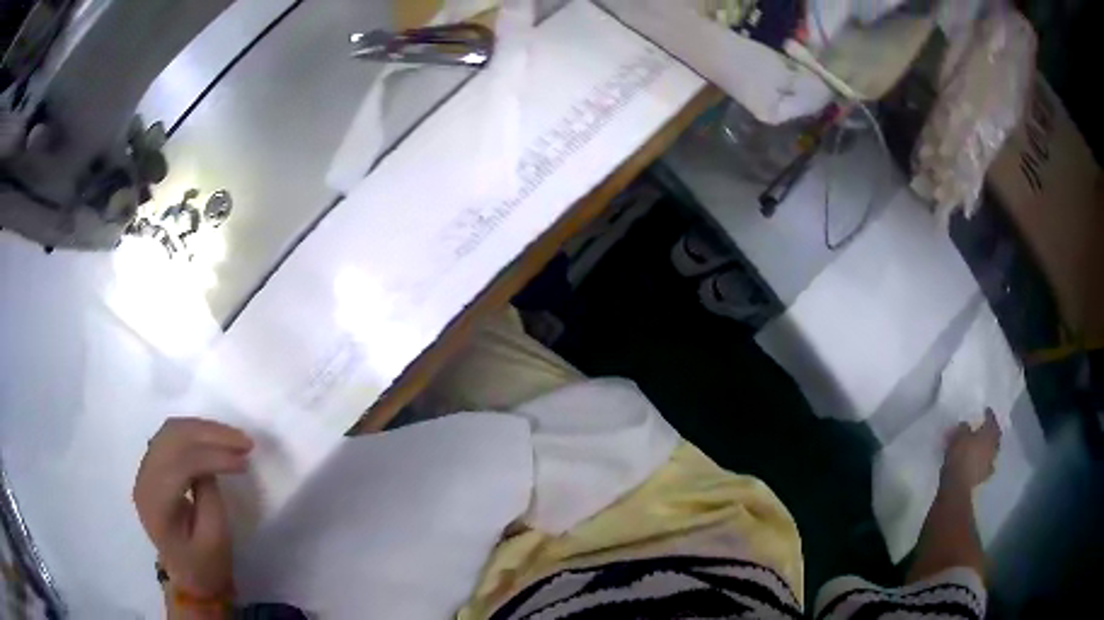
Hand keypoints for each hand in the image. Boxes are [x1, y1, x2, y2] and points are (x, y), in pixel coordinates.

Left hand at [134, 418, 252, 598]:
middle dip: (210, 434)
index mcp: (155, 504)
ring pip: (172, 431)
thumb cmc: (204, 564)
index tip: (246, 461)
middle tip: (245, 441)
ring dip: (204, 430)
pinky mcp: (153, 464)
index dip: (212, 456)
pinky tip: (216, 440)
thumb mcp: (214, 540)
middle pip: (172, 439)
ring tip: (234, 437)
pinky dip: (196, 433)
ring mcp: (145, 468)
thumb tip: (210, 466)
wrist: (188, 575)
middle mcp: (144, 478)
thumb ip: (210, 499)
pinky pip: (172, 436)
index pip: (179, 465)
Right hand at [941, 408, 1000, 489]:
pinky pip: (986, 467)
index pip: (992, 420)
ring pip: (992, 452)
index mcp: (989, 434)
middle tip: (986, 429)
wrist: (957, 485)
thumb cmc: (960, 456)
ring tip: (982, 447)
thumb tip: (966, 425)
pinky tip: (979, 464)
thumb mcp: (958, 436)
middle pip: (995, 436)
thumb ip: (964, 428)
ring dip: (989, 449)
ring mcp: (990, 463)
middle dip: (992, 432)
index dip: (989, 414)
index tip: (986, 410)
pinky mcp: (983, 477)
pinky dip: (984, 463)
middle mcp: (993, 447)